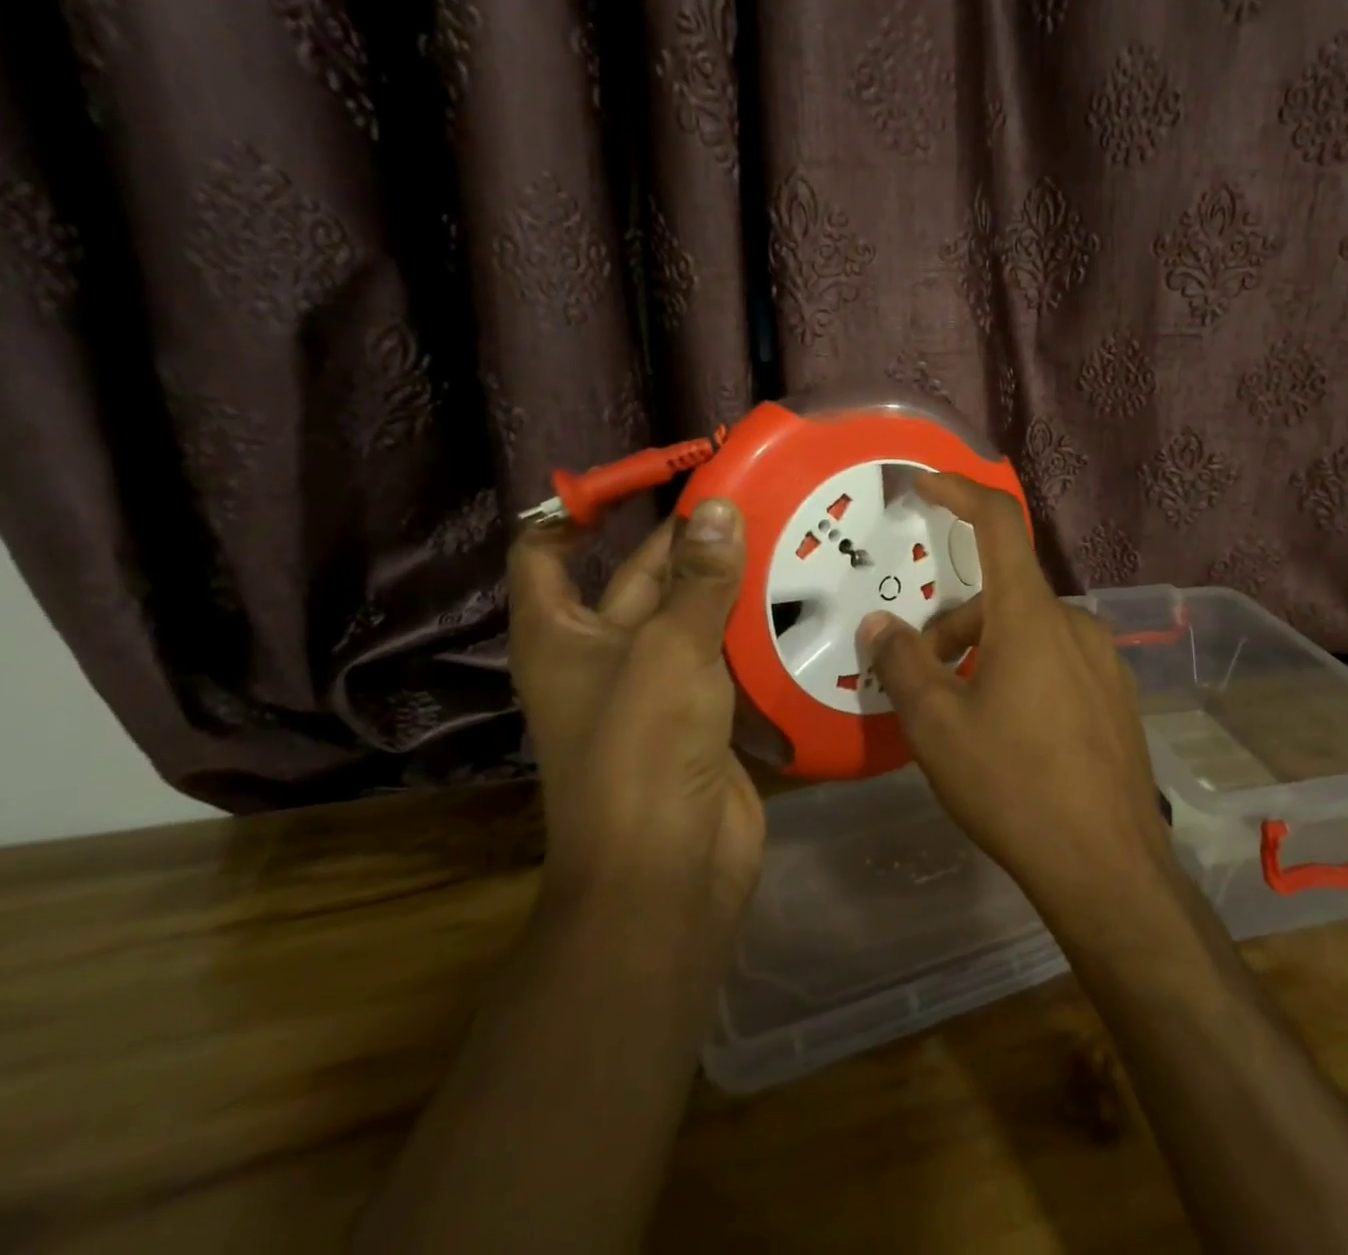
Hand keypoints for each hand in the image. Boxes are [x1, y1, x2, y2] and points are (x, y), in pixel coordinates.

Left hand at [507, 498, 764, 921]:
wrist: (668, 867)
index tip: (641, 481)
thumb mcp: (669, 650)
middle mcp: (604, 652)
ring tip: (787, 536)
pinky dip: (755, 629)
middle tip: (752, 498)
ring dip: (730, 583)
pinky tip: (801, 599)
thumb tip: (718, 507)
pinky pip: (727, 655)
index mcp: (562, 633)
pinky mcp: (704, 711)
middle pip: (641, 577)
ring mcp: (658, 685)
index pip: (546, 552)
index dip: (579, 511)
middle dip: (689, 540)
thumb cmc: (642, 749)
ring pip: (694, 616)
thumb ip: (699, 580)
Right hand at [857, 474, 1174, 914]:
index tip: (925, 483)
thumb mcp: (937, 726)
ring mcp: (1103, 661)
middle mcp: (1075, 624)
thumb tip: (880, 627)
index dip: (960, 491)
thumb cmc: (1013, 785)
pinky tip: (1010, 734)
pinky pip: (1056, 661)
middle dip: (954, 623)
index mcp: (1031, 616)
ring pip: (1029, 632)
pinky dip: (1020, 672)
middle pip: (1003, 595)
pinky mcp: (1115, 696)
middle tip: (921, 676)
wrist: (1108, 867)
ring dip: (985, 652)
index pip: (999, 524)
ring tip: (960, 715)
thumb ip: (903, 665)